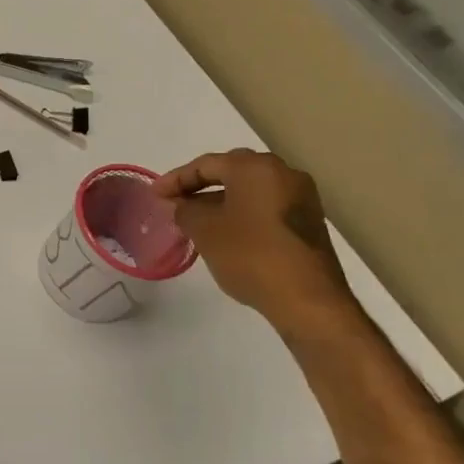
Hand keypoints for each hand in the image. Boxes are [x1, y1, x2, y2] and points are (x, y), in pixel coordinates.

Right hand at [155, 148, 359, 333]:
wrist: (308, 299)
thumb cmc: (250, 255)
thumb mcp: (204, 230)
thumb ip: (185, 209)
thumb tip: (182, 204)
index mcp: (256, 168)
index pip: (206, 164)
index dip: (175, 179)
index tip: (155, 195)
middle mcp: (283, 173)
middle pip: (232, 172)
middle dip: (200, 186)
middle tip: (175, 202)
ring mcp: (302, 198)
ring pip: (250, 190)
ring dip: (221, 200)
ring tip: (196, 219)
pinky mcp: (309, 222)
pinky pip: (266, 206)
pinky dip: (243, 212)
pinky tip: (226, 233)